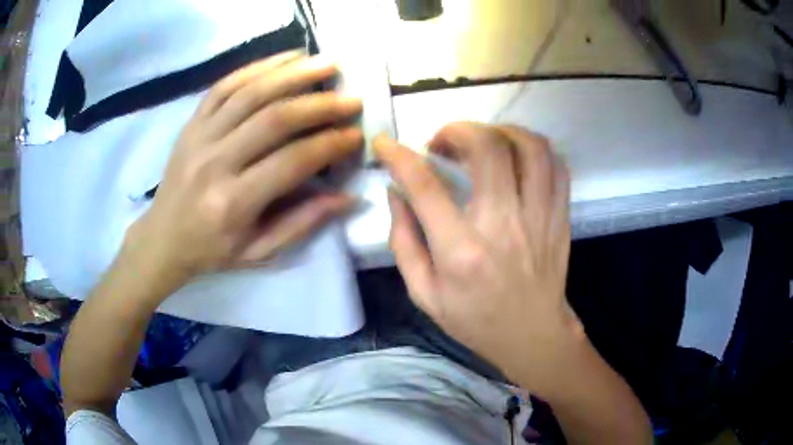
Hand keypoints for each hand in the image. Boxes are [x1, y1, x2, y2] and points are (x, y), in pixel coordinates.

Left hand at [126, 51, 362, 286]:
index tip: (356, 135)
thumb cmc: (213, 250)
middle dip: (320, 105)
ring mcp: (199, 137)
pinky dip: (258, 67)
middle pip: (274, 119)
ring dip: (294, 74)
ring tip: (328, 64)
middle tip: (351, 98)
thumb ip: (302, 223)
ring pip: (250, 93)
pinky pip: (224, 85)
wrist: (163, 238)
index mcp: (233, 202)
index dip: (329, 145)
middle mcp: (214, 163)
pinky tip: (287, 57)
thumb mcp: (259, 251)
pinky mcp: (191, 122)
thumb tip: (348, 197)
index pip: (291, 162)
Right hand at [376, 123, 582, 397]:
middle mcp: (503, 225)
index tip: (385, 144)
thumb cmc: (475, 319)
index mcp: (461, 251)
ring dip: (500, 131)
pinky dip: (533, 148)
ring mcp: (539, 217)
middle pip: (487, 148)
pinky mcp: (560, 216)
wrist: (532, 335)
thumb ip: (403, 240)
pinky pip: (555, 164)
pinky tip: (515, 155)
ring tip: (482, 141)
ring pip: (529, 147)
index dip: (398, 156)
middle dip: (457, 130)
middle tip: (443, 142)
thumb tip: (395, 191)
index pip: (425, 186)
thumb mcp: (424, 293)